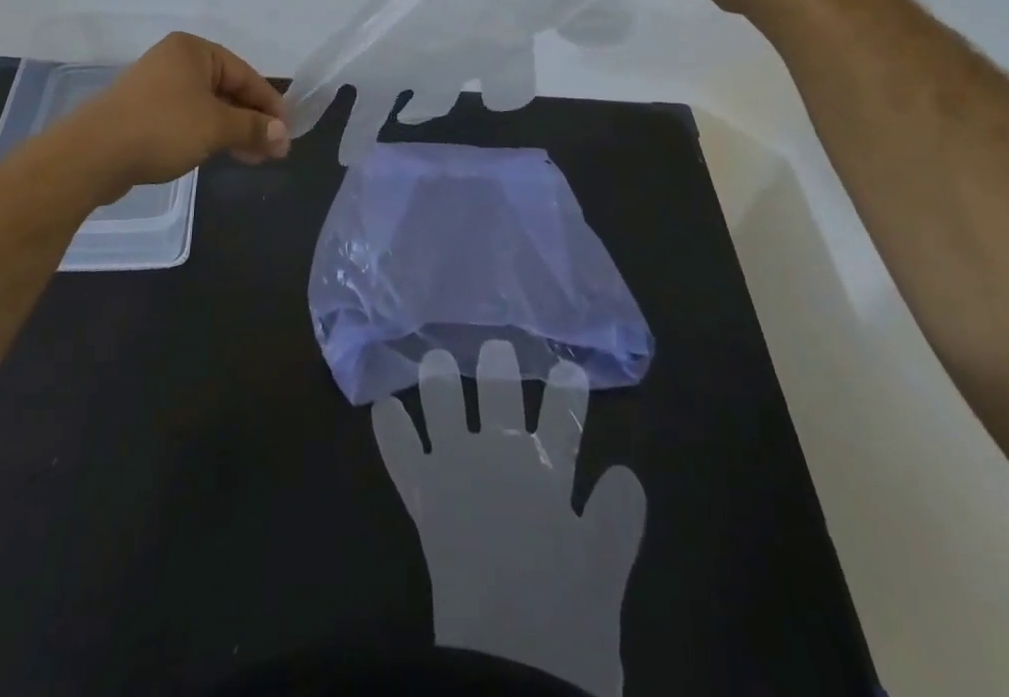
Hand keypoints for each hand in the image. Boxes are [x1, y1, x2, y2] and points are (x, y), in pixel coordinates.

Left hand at [65, 33, 288, 190]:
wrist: (92, 155)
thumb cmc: (162, 128)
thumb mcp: (216, 127)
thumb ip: (253, 128)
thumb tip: (283, 135)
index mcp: (194, 50)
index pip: (245, 74)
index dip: (270, 105)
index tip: (287, 133)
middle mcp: (175, 61)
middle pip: (227, 89)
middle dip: (251, 120)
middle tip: (273, 150)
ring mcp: (156, 85)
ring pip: (207, 106)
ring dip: (232, 130)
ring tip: (252, 158)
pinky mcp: (142, 111)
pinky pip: (186, 117)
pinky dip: (207, 133)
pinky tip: (219, 153)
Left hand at [372, 342, 645, 696]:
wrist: (512, 664)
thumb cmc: (566, 622)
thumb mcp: (604, 573)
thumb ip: (617, 520)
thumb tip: (626, 474)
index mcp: (546, 473)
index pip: (563, 418)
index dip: (567, 392)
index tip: (569, 369)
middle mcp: (500, 457)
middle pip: (499, 394)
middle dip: (499, 367)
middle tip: (497, 346)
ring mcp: (456, 471)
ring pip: (444, 406)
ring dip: (439, 381)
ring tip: (435, 359)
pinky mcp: (424, 499)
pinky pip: (401, 455)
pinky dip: (391, 430)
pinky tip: (382, 406)